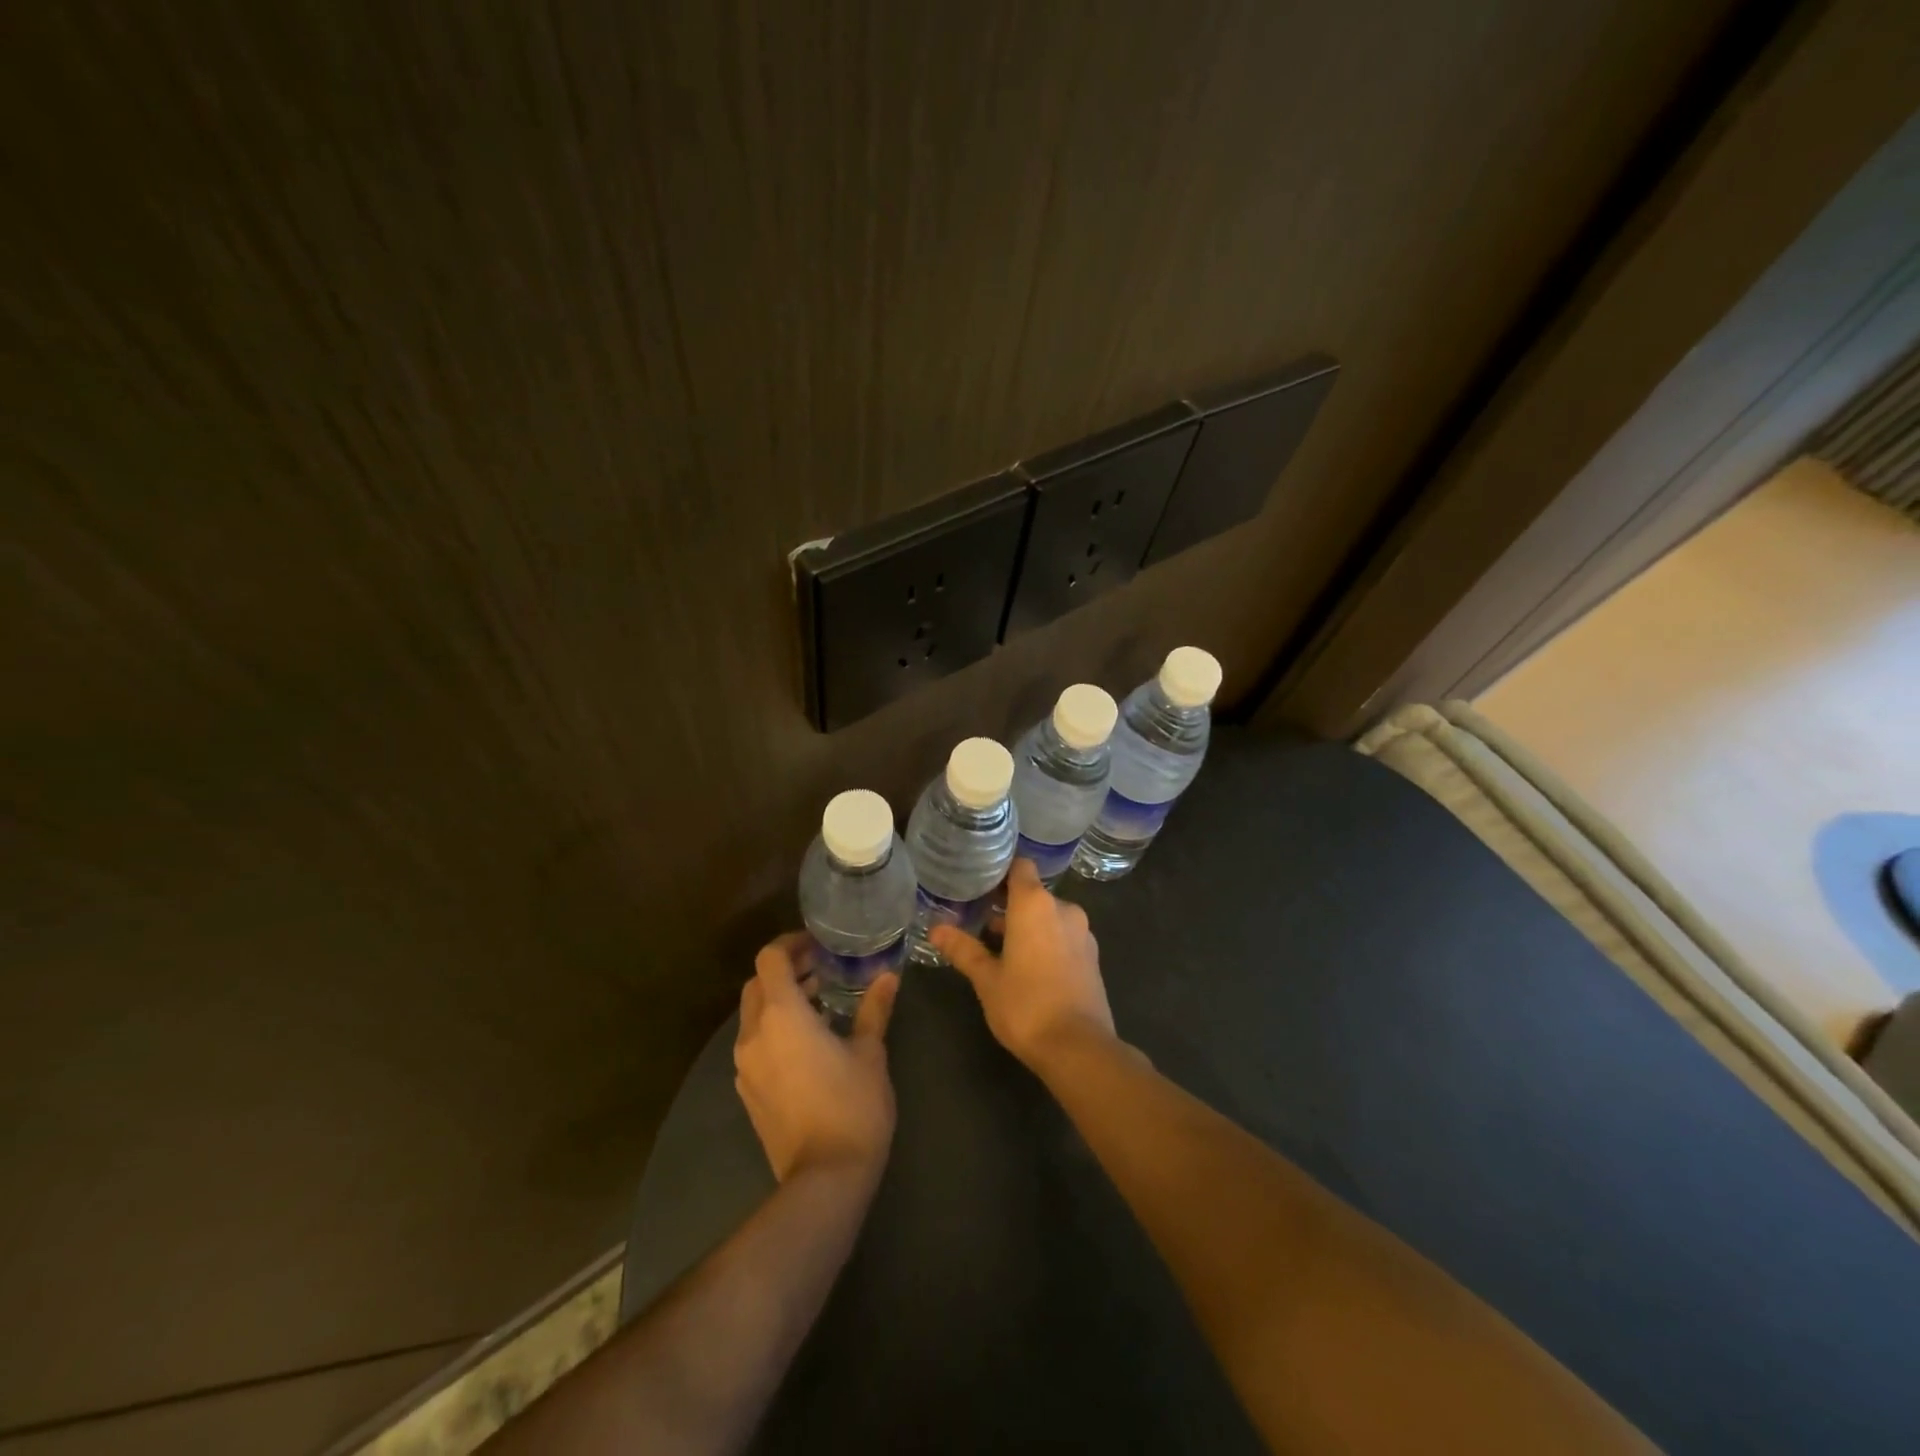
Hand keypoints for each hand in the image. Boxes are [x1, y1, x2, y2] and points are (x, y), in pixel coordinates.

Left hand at [734, 934, 899, 1184]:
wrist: (824, 1178)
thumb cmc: (852, 1105)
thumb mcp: (871, 1052)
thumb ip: (874, 1009)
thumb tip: (888, 976)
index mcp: (782, 1015)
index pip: (771, 959)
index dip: (791, 944)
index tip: (818, 946)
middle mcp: (754, 1034)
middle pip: (757, 984)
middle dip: (785, 971)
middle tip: (821, 971)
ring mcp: (746, 1065)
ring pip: (753, 1015)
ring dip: (780, 1001)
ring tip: (819, 1004)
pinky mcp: (747, 1091)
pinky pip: (754, 1044)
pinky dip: (774, 1029)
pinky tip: (807, 1044)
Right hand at [931, 859, 1115, 1072]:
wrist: (1078, 1048)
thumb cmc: (1025, 1005)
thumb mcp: (986, 978)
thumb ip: (963, 949)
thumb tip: (935, 929)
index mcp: (1035, 904)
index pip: (1020, 866)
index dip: (1001, 871)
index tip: (979, 882)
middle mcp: (1063, 909)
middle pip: (1033, 893)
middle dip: (1009, 905)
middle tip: (979, 919)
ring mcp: (1082, 932)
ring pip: (1049, 916)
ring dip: (1028, 925)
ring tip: (1000, 946)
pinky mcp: (1092, 956)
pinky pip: (1064, 936)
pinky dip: (1047, 941)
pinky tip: (1029, 966)